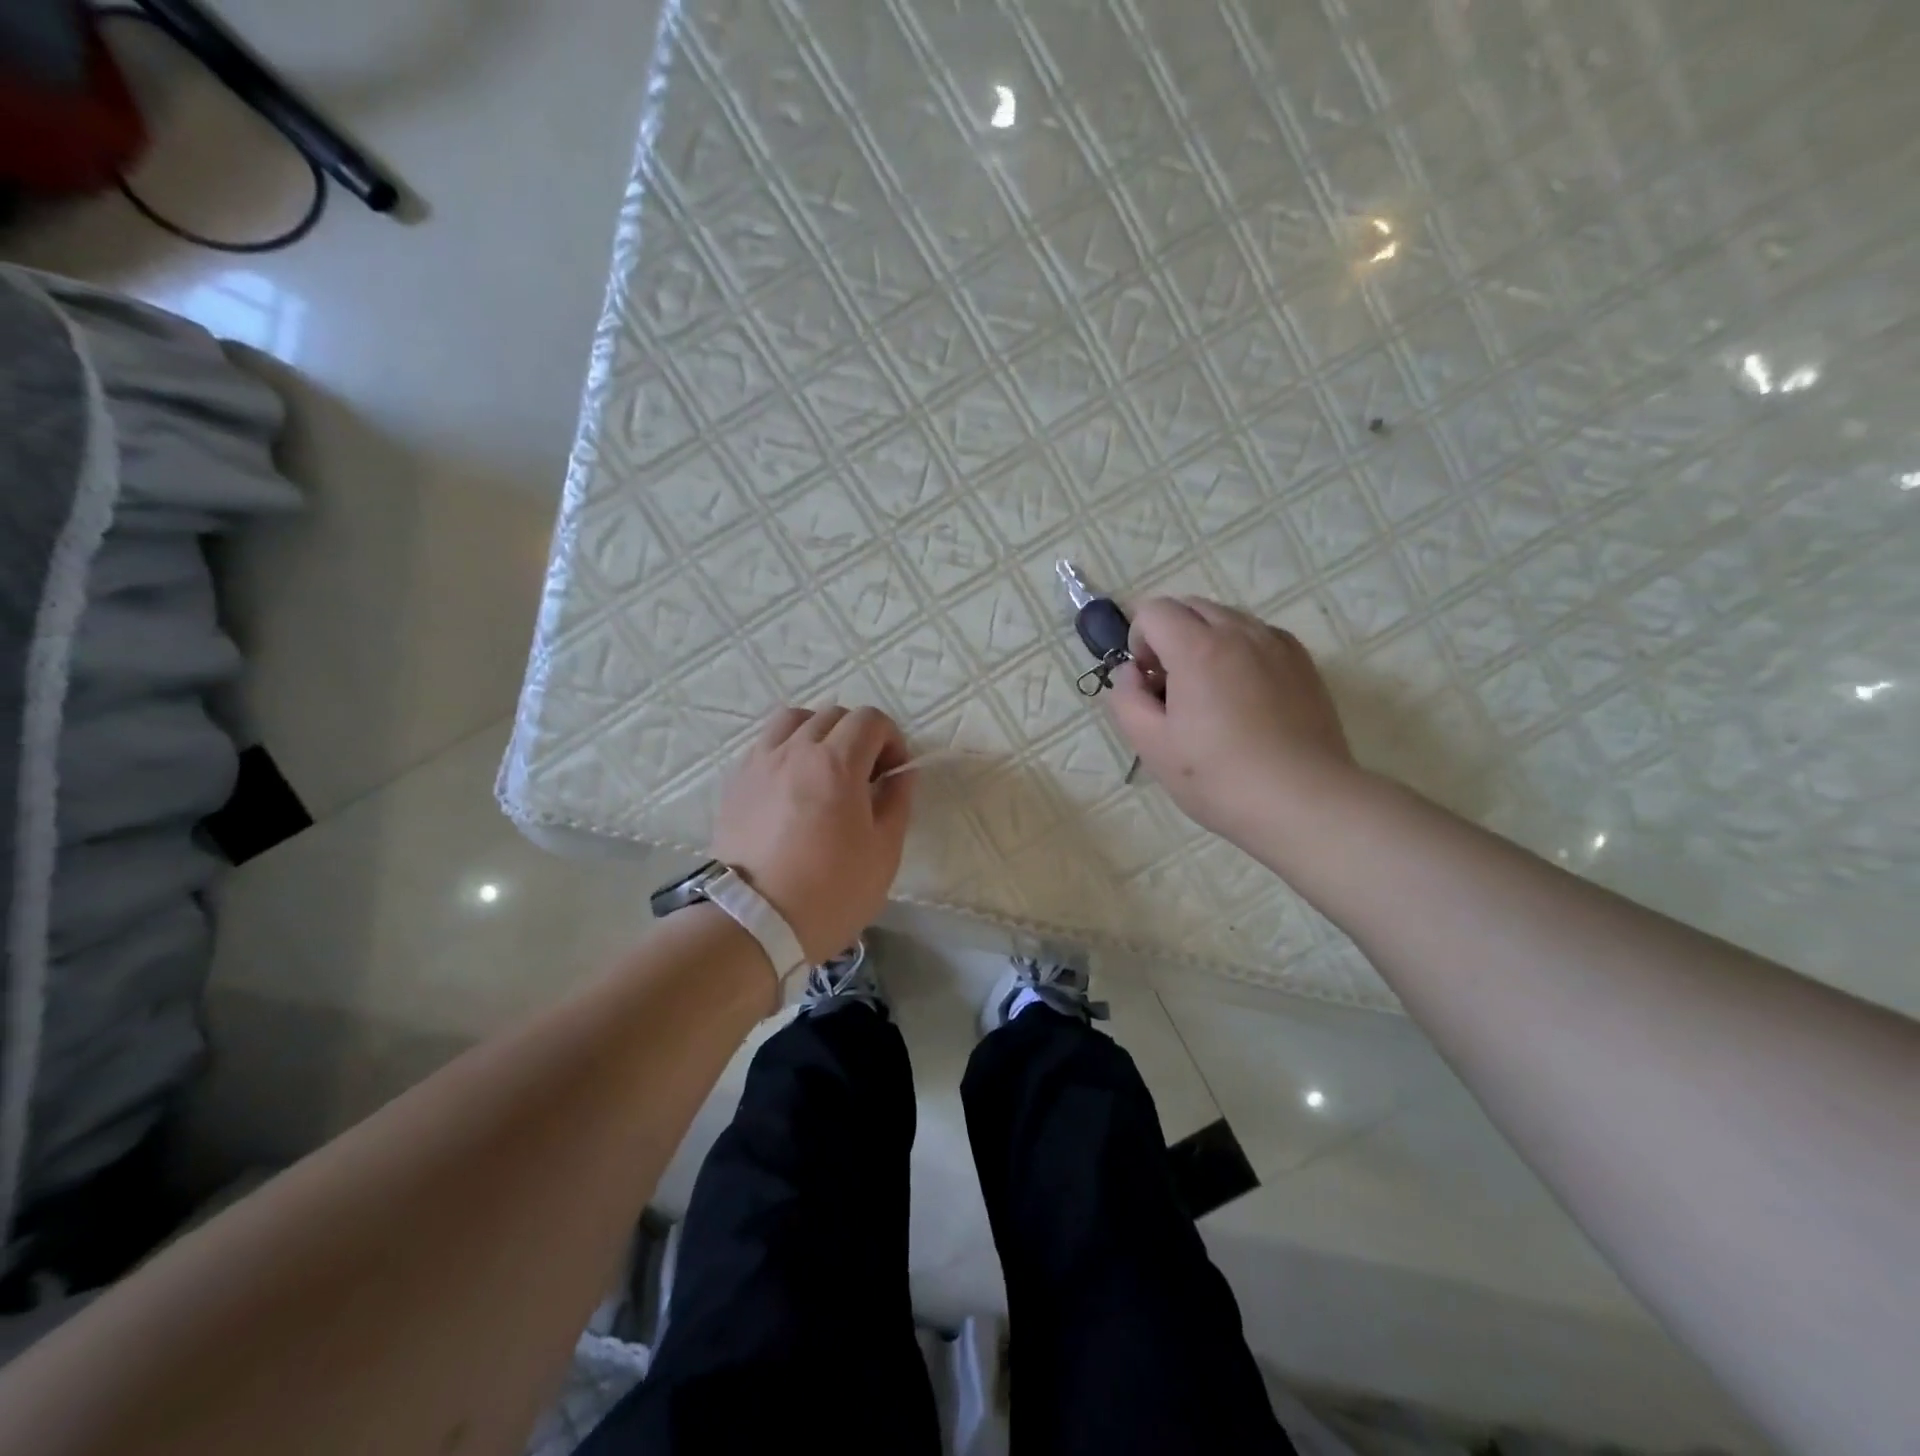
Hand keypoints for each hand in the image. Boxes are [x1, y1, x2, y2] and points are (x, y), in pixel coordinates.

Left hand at [711, 706, 914, 963]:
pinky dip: (786, 750)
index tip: (894, 774)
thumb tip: (901, 774)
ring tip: (824, 769)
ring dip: (818, 733)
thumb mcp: (884, 852)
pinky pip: (765, 744)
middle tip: (865, 776)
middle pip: (834, 715)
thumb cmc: (830, 892)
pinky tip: (791, 785)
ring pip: (793, 720)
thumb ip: (897, 802)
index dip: (892, 740)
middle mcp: (795, 750)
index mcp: (837, 763)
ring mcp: (759, 763)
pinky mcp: (735, 782)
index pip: (871, 720)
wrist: (752, 923)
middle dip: (859, 736)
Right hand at [1107, 597, 1359, 848]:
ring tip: (1212, 696)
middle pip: (1190, 607)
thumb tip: (1132, 672)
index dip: (1139, 642)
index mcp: (1198, 648)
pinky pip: (1259, 637)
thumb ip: (1126, 698)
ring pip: (1227, 619)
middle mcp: (1240, 632)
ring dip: (1205, 642)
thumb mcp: (1151, 746)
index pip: (1154, 611)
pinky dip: (1240, 652)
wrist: (1303, 801)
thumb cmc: (1218, 777)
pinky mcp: (1303, 662)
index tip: (1148, 683)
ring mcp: (1278, 644)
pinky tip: (1245, 700)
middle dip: (1170, 636)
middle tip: (1173, 689)